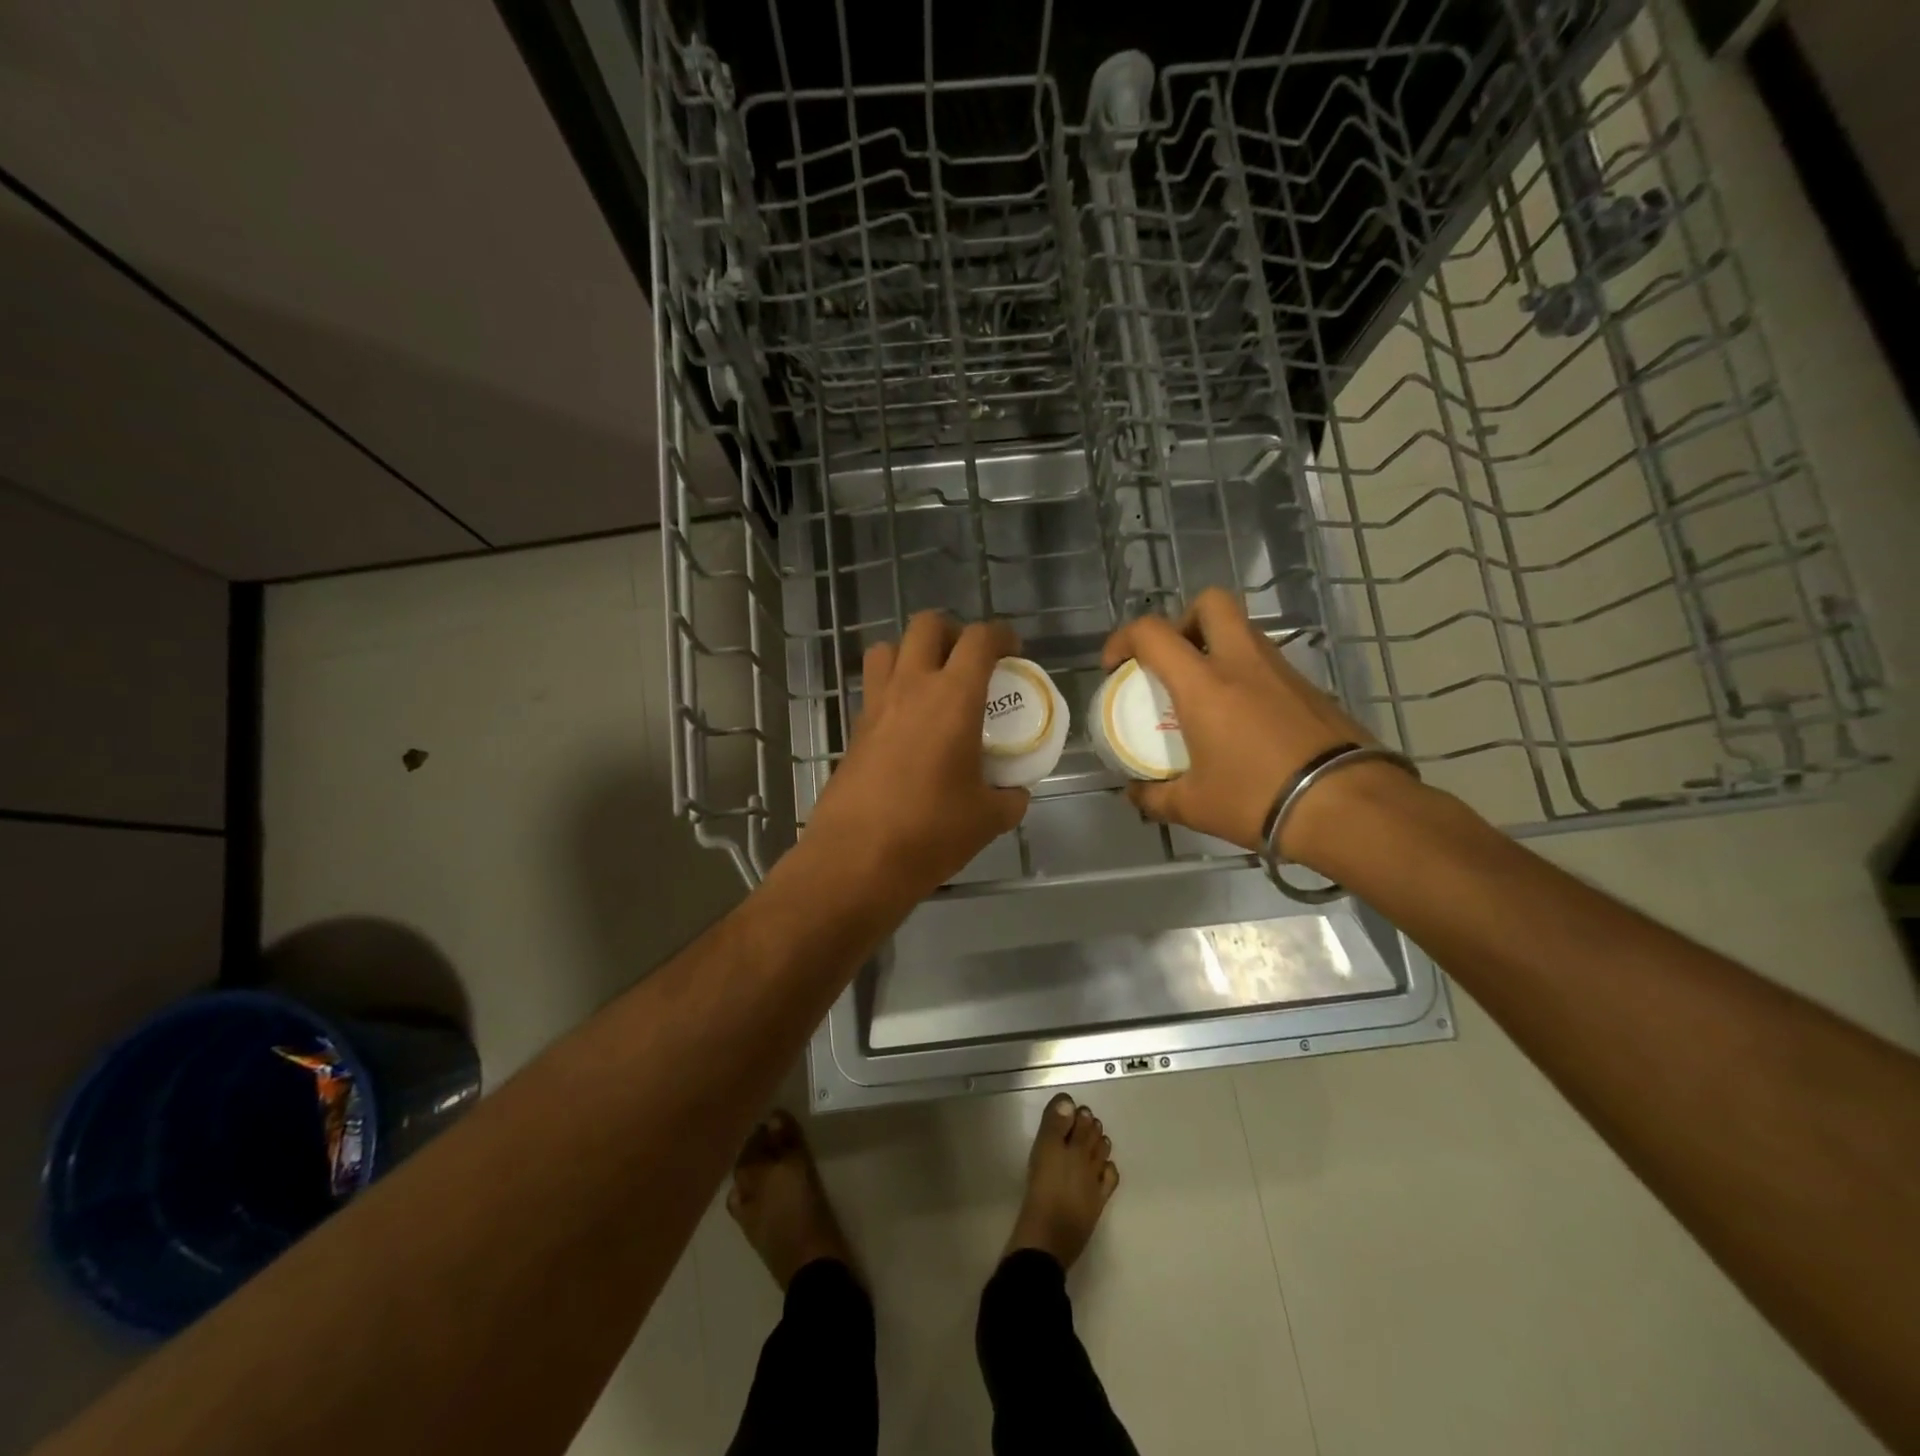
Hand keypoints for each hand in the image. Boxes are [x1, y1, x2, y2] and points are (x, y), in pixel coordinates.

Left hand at [799, 612, 1028, 908]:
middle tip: (970, 661)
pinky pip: (873, 688)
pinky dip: (892, 689)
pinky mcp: (853, 730)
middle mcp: (911, 687)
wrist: (856, 859)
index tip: (1014, 652)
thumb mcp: (987, 819)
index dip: (1002, 635)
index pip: (980, 640)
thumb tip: (1014, 793)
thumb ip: (1009, 798)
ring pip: (888, 649)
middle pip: (927, 625)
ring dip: (912, 653)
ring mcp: (875, 706)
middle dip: (953, 632)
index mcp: (953, 697)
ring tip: (932, 683)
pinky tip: (908, 726)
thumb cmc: (930, 832)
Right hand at [1100, 588, 1378, 862]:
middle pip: (1211, 603)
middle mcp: (1242, 663)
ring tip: (1206, 694)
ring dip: (1216, 647)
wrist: (1346, 806)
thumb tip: (1133, 794)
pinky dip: (1246, 675)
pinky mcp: (1310, 688)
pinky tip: (1244, 719)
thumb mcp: (1193, 806)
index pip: (1153, 633)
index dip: (1123, 639)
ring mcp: (1281, 671)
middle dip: (1183, 620)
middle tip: (1173, 660)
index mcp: (1204, 683)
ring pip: (1243, 631)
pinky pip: (1267, 663)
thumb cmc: (1257, 798)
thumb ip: (1154, 796)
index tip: (1115, 666)